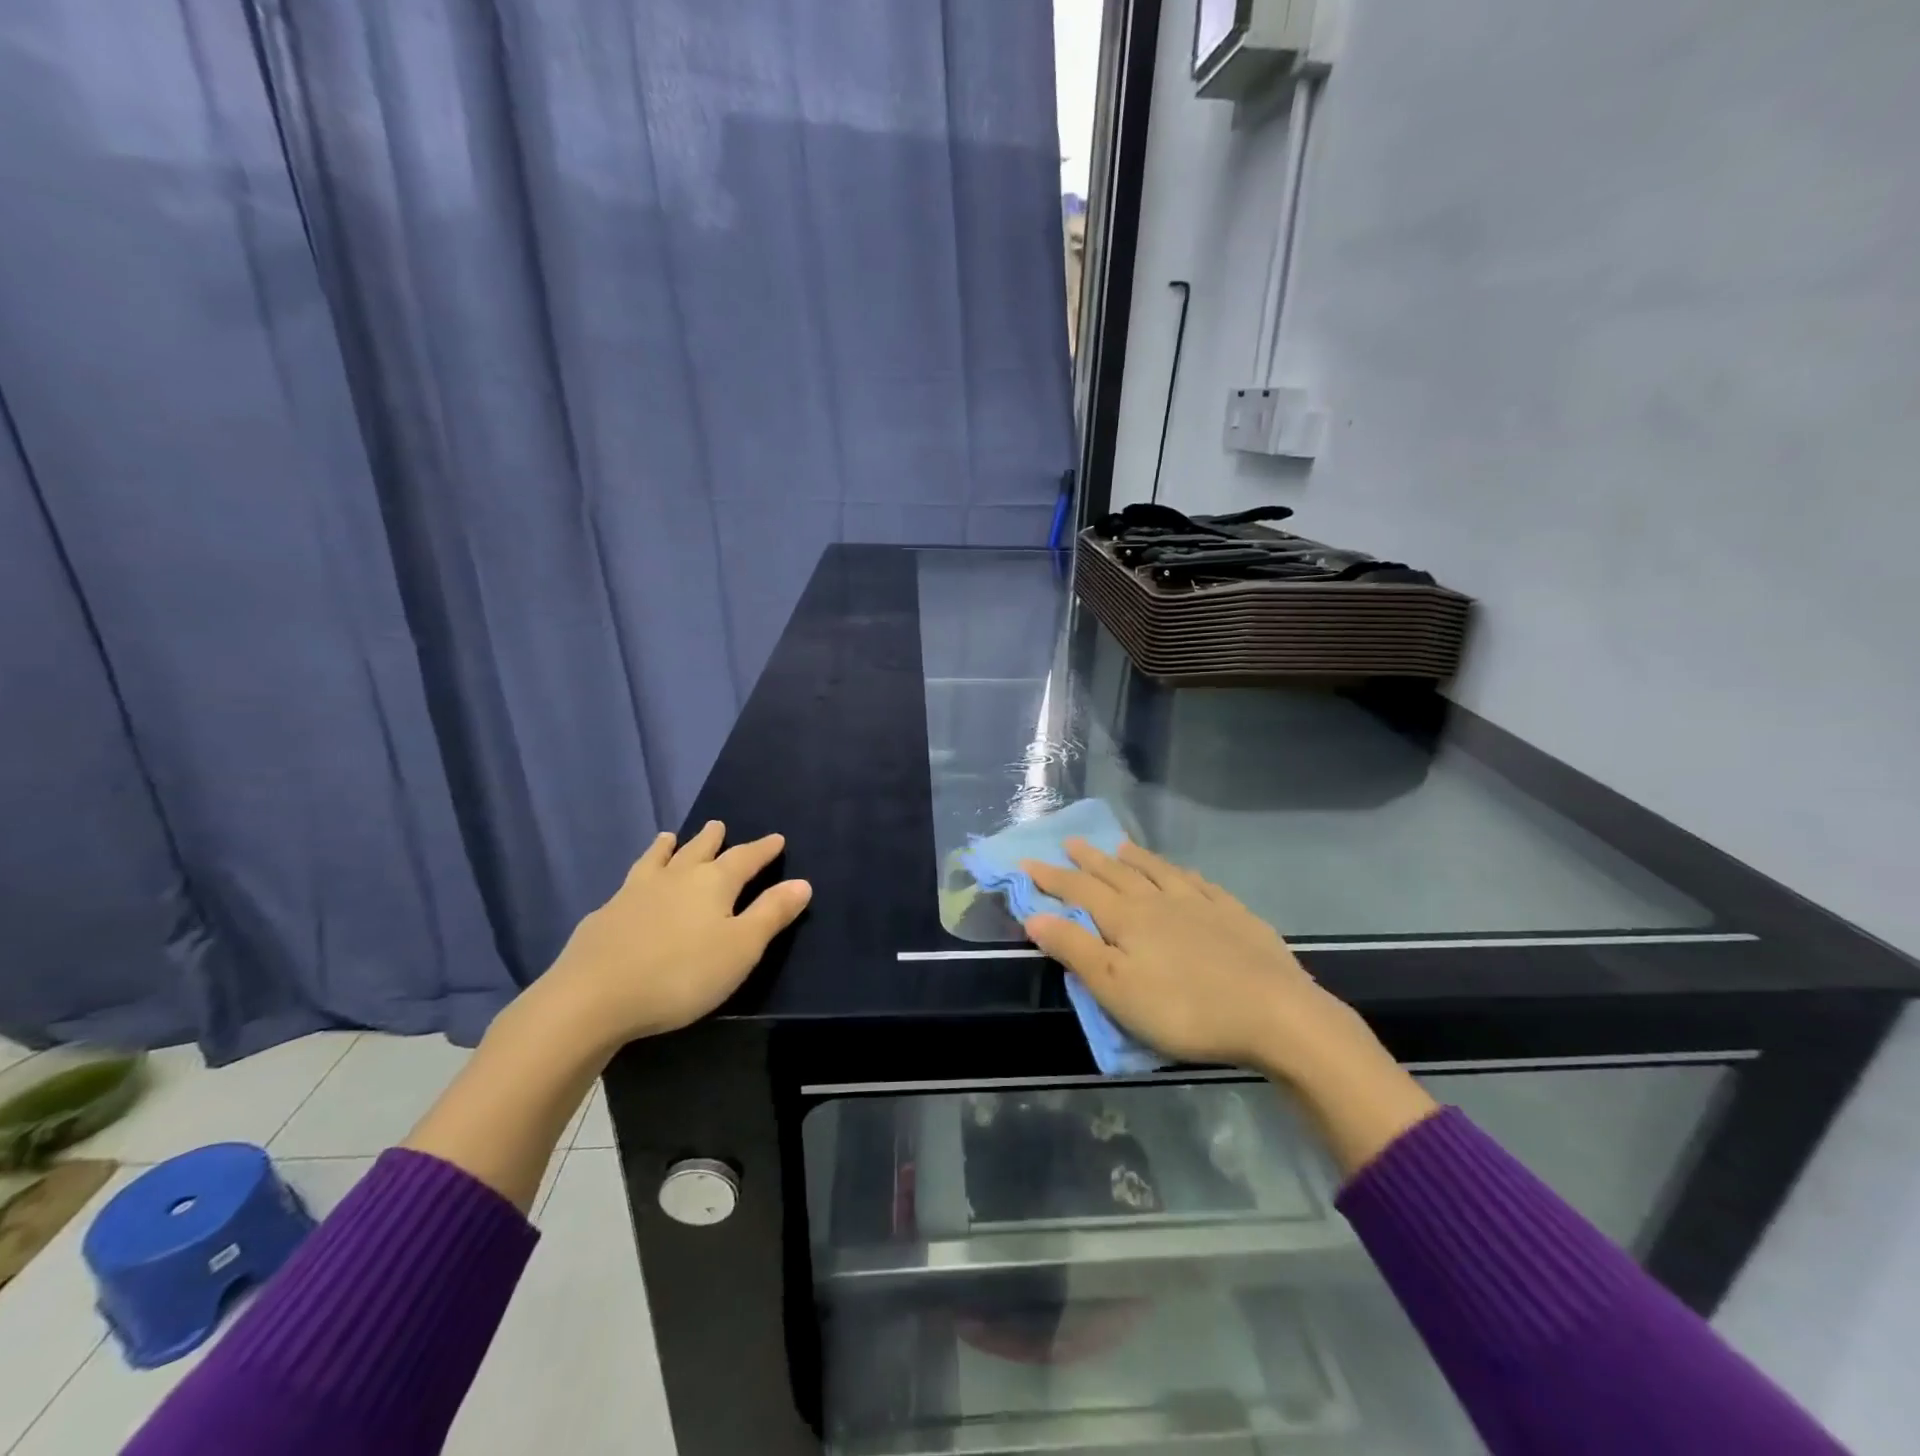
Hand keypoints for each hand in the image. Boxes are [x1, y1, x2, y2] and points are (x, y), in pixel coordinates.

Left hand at [541, 821, 810, 1046]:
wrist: (593, 997)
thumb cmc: (682, 974)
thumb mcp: (741, 948)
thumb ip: (771, 914)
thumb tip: (802, 882)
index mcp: (713, 883)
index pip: (745, 858)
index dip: (762, 849)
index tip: (776, 838)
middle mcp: (676, 878)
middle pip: (699, 850)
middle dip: (713, 840)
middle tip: (718, 825)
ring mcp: (635, 893)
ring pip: (657, 860)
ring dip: (668, 847)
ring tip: (669, 837)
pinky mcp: (605, 915)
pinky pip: (629, 883)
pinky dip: (639, 874)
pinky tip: (631, 886)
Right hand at [1021, 839, 1389, 1087]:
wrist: (1275, 1014)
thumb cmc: (1185, 1009)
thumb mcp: (1117, 988)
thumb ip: (1075, 949)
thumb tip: (1034, 914)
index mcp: (1127, 918)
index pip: (1079, 890)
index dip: (1050, 876)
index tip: (1026, 861)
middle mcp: (1159, 900)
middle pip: (1116, 873)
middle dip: (1088, 859)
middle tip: (1070, 842)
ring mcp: (1200, 903)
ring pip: (1157, 871)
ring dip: (1133, 857)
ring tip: (1118, 844)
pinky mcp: (1234, 914)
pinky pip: (1198, 882)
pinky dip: (1179, 872)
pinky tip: (1181, 873)